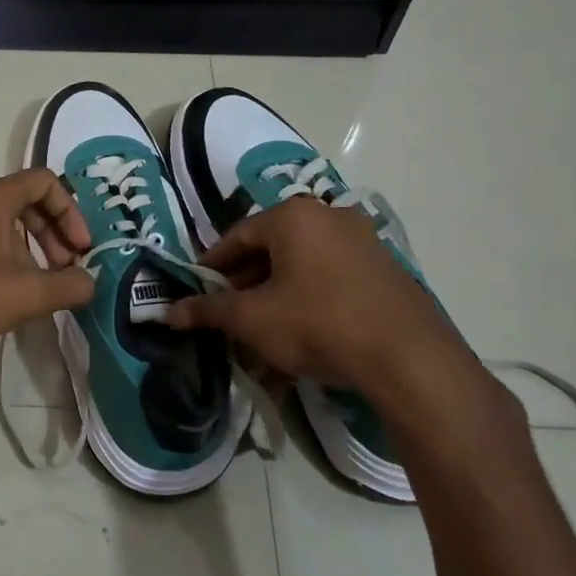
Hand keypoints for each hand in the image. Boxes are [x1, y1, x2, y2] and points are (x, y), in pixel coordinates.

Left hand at [0, 169, 95, 383]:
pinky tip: (7, 290)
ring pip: (4, 220)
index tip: (80, 249)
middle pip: (26, 200)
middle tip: (66, 268)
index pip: (45, 182)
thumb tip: (90, 283)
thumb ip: (68, 286)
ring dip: (31, 246)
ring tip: (40, 284)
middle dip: (54, 232)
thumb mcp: (27, 294)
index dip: (71, 212)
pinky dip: (6, 252)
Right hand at [167, 198, 476, 412]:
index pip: (237, 236)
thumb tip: (167, 313)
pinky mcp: (387, 269)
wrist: (409, 360)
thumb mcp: (253, 319)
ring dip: (278, 293)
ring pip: (303, 265)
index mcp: (293, 216)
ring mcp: (364, 241)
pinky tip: (305, 332)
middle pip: (272, 248)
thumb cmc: (318, 324)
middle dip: (247, 283)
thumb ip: (209, 311)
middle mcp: (329, 216)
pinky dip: (311, 298)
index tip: (199, 292)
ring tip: (264, 329)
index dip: (212, 266)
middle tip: (230, 315)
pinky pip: (333, 277)